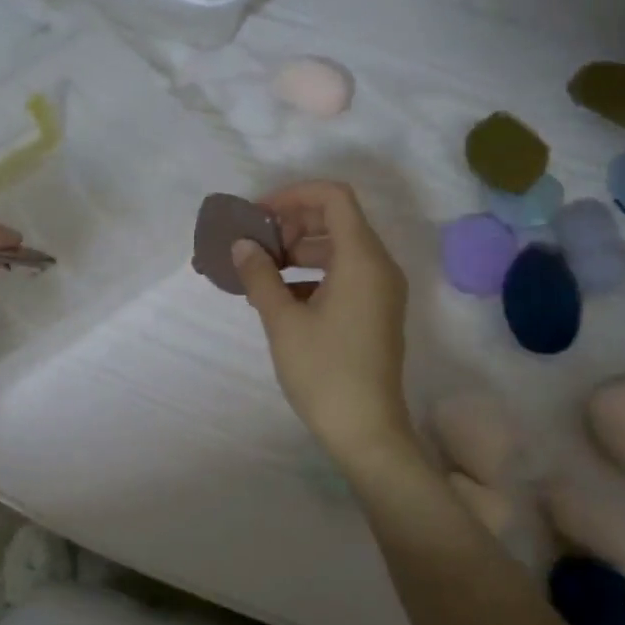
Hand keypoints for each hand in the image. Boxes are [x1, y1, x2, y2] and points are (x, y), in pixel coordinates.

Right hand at [232, 180, 416, 465]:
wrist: (366, 429)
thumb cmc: (323, 372)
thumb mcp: (283, 321)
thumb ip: (260, 275)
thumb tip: (242, 246)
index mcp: (362, 259)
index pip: (333, 197)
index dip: (293, 195)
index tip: (258, 215)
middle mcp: (380, 266)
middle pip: (337, 219)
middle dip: (293, 223)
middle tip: (256, 244)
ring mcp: (381, 290)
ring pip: (340, 248)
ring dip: (301, 250)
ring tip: (262, 271)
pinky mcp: (376, 311)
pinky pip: (345, 274)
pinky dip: (313, 274)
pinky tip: (280, 297)